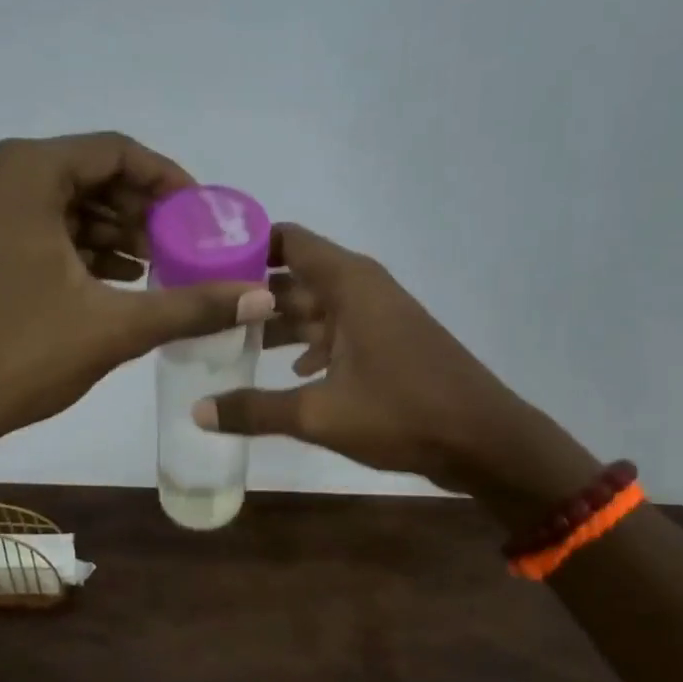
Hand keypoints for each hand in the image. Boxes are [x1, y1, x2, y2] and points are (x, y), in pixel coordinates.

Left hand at [0, 133, 274, 462]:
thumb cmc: (18, 356)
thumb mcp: (114, 328)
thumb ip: (191, 306)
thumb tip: (262, 296)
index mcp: (25, 173)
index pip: (115, 152)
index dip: (168, 180)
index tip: (201, 215)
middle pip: (85, 175)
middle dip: (140, 211)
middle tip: (182, 247)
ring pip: (57, 204)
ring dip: (109, 232)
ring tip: (154, 268)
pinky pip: (30, 228)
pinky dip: (73, 248)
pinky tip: (109, 282)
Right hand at [195, 225, 595, 495]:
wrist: (485, 440)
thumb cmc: (403, 413)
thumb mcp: (320, 414)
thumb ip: (256, 409)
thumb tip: (197, 412)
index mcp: (349, 284)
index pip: (288, 241)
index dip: (245, 246)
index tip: (201, 264)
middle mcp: (362, 289)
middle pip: (295, 278)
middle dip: (251, 295)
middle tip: (201, 314)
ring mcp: (378, 317)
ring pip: (315, 309)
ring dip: (277, 325)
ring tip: (228, 345)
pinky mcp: (387, 345)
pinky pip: (336, 334)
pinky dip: (309, 348)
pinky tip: (286, 374)